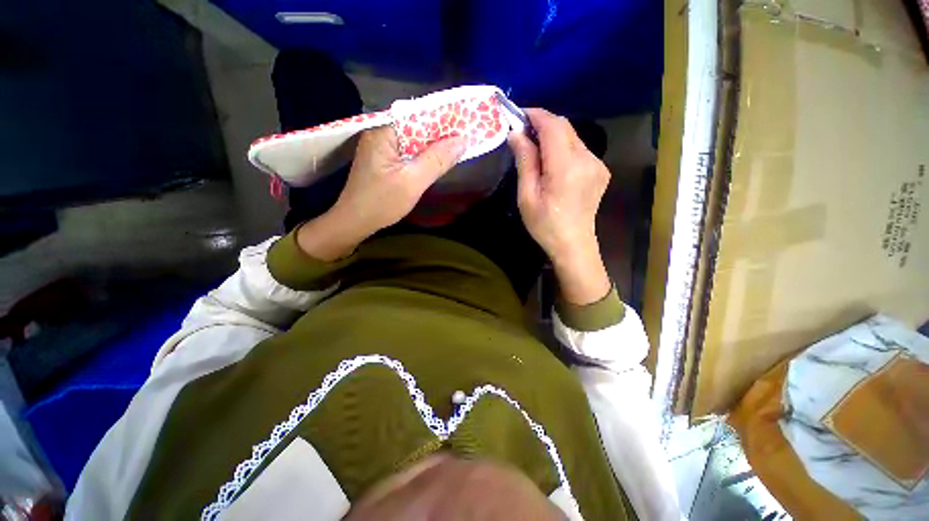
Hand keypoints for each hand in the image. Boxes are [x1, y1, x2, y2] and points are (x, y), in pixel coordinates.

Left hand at [297, 126, 465, 260]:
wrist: (355, 222)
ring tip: (458, 147)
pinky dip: (424, 156)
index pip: (419, 116)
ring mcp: (381, 147)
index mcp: (384, 132)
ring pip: (414, 141)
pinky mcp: (384, 160)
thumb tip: (462, 140)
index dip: (444, 119)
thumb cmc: (382, 203)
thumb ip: (436, 160)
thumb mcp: (412, 182)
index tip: (467, 123)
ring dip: (434, 146)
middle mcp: (381, 133)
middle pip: (417, 127)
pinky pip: (409, 152)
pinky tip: (437, 160)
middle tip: (467, 137)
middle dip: (441, 133)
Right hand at [508, 109, 611, 304]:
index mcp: (566, 167)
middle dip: (542, 123)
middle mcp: (587, 159)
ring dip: (552, 136)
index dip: (535, 115)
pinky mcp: (600, 170)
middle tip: (522, 132)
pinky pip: (580, 149)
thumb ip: (525, 161)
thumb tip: (515, 133)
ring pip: (572, 137)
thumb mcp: (527, 196)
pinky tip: (552, 162)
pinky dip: (563, 147)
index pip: (553, 126)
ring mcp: (597, 164)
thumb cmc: (545, 225)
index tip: (518, 114)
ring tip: (535, 148)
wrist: (573, 245)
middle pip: (564, 127)